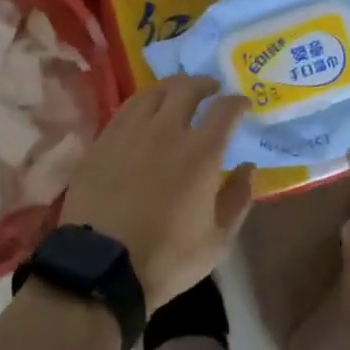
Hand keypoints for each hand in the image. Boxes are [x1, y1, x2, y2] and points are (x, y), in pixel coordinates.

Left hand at [60, 76, 255, 309]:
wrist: (101, 265)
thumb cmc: (166, 257)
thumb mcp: (217, 240)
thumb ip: (238, 199)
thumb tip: (248, 168)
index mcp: (200, 151)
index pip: (225, 110)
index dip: (237, 102)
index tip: (243, 104)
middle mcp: (167, 129)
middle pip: (187, 88)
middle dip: (204, 84)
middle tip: (210, 90)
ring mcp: (131, 130)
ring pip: (154, 91)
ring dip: (172, 87)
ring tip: (178, 93)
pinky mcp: (104, 139)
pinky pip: (127, 108)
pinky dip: (144, 103)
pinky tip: (145, 112)